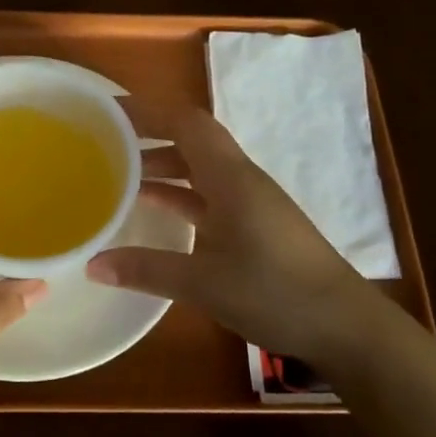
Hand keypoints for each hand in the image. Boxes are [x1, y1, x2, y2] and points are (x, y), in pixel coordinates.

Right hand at [88, 99, 397, 363]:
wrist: (344, 326)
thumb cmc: (275, 293)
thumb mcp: (203, 284)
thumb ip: (146, 269)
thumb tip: (91, 264)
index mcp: (231, 178)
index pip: (187, 123)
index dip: (148, 110)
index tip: (108, 110)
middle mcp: (241, 180)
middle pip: (192, 139)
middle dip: (150, 133)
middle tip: (105, 138)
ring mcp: (250, 203)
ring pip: (200, 168)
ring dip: (163, 164)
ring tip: (119, 172)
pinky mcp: (254, 225)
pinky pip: (208, 194)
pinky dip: (179, 193)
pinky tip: (152, 207)